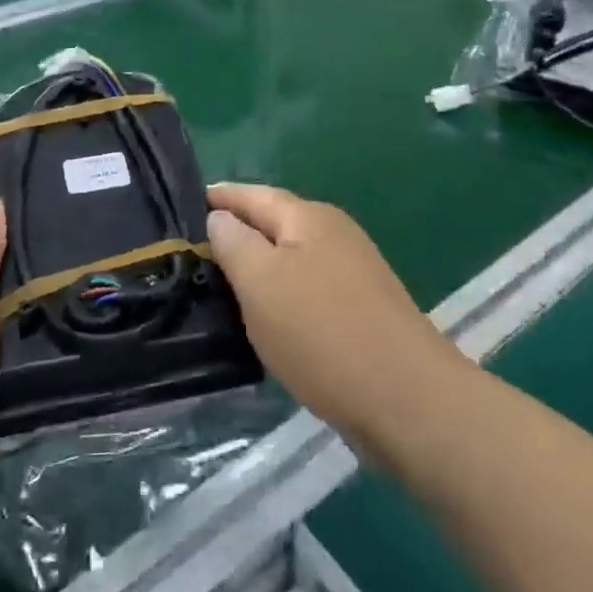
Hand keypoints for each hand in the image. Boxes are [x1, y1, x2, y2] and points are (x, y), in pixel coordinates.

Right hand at [206, 183, 471, 457]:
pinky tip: (266, 314)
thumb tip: (220, 216)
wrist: (405, 397)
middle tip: (195, 244)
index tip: (187, 201)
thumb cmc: (322, 332)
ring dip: (260, 263)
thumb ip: (235, 243)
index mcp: (308, 216)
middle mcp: (334, 233)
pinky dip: (281, 292)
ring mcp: (353, 270)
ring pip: (292, 256)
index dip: (220, 197)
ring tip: (222, 279)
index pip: (253, 195)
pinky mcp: (362, 307)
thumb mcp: (261, 282)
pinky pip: (308, 286)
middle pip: (276, 222)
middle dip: (239, 229)